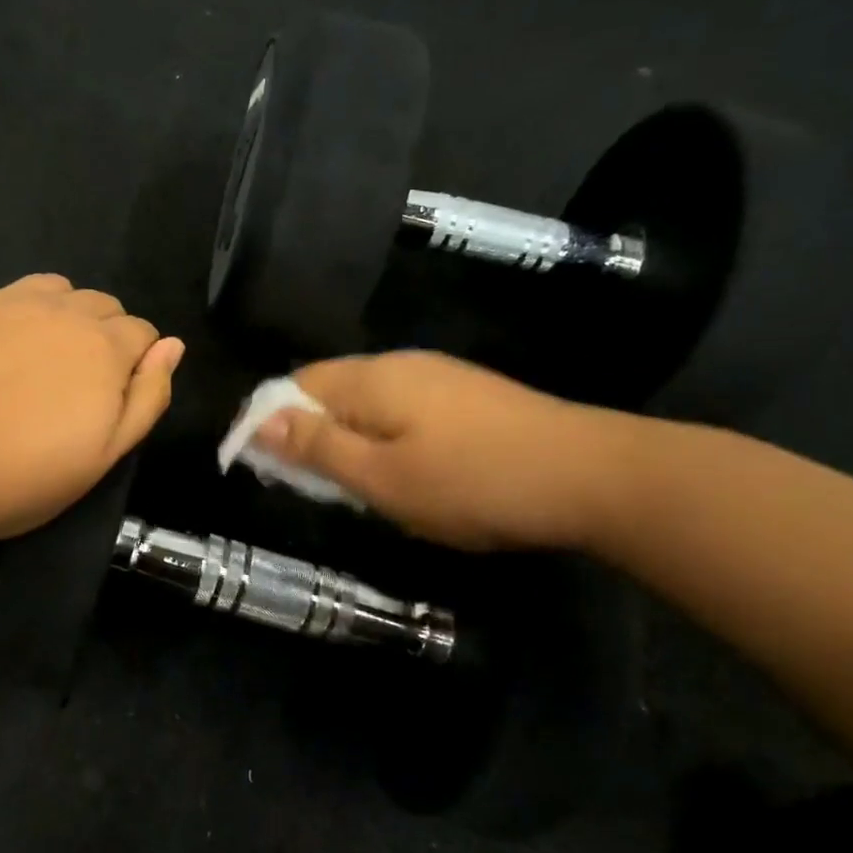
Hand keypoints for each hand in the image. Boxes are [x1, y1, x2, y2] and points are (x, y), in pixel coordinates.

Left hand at [0, 275, 183, 546]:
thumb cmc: (19, 474)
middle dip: (104, 335)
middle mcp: (64, 310)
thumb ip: (147, 397)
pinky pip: (4, 294)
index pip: (144, 332)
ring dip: (61, 314)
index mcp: (105, 347)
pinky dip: (10, 314)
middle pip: (103, 305)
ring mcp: (9, 300)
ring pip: (56, 289)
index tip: (111, 399)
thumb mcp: (102, 456)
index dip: (136, 363)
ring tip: (37, 358)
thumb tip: (172, 347)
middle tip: (74, 385)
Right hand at [253, 351, 631, 551]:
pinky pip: (401, 411)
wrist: (592, 476)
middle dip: (309, 434)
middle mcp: (399, 365)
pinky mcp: (467, 396)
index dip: (268, 422)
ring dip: (347, 439)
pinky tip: (403, 472)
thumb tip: (260, 421)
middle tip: (313, 486)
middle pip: (329, 391)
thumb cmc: (473, 483)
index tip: (263, 468)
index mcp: (370, 380)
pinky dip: (383, 438)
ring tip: (355, 486)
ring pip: (366, 403)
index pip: (293, 386)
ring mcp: (438, 377)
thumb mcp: (381, 478)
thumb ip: (317, 448)